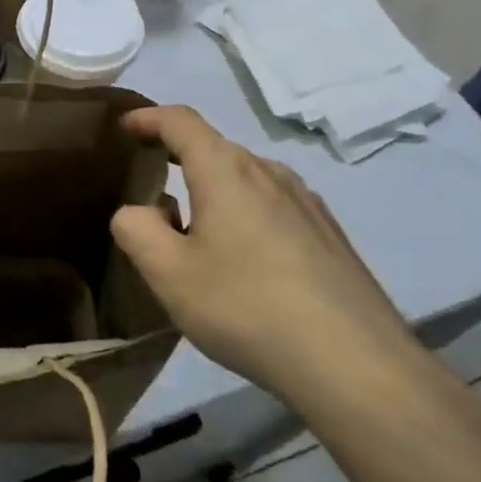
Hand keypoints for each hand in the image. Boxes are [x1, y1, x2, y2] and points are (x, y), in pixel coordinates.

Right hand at [109, 105, 415, 402]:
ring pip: (246, 179)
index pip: (180, 121)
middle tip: (151, 192)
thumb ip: (136, 229)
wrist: (355, 364)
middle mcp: (269, 173)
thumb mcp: (168, 274)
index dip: (148, 117)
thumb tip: (139, 211)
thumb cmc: (247, 307)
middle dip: (177, 159)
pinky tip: (245, 261)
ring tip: (195, 233)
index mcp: (226, 171)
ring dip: (212, 191)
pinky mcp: (329, 234)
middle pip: (215, 149)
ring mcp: (306, 202)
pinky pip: (273, 206)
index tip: (125, 126)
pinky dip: (244, 214)